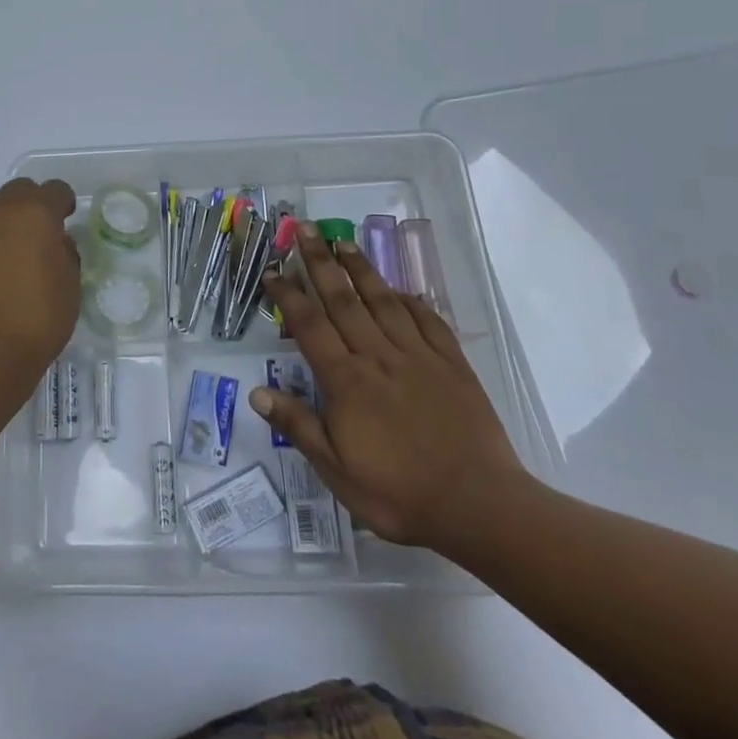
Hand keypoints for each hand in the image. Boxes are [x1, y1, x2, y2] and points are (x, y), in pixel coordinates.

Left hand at [0, 178, 80, 407]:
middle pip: (17, 192)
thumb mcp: (70, 287)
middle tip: (35, 239)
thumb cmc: (38, 322)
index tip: (65, 220)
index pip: (55, 189)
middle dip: (29, 207)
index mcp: (35, 215)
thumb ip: (64, 253)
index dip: (63, 203)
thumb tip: (54, 242)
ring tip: (3, 272)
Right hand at [250, 229, 530, 554]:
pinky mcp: (451, 364)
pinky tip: (401, 290)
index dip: (288, 295)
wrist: (480, 507)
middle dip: (321, 262)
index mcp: (346, 381)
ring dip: (361, 270)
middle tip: (306, 231)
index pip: (309, 325)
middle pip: (342, 300)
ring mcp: (418, 356)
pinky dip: (411, 301)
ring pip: (382, 301)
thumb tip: (257, 393)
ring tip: (345, 242)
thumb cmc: (400, 495)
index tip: (273, 270)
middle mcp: (377, 356)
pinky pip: (427, 321)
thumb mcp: (338, 472)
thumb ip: (299, 427)